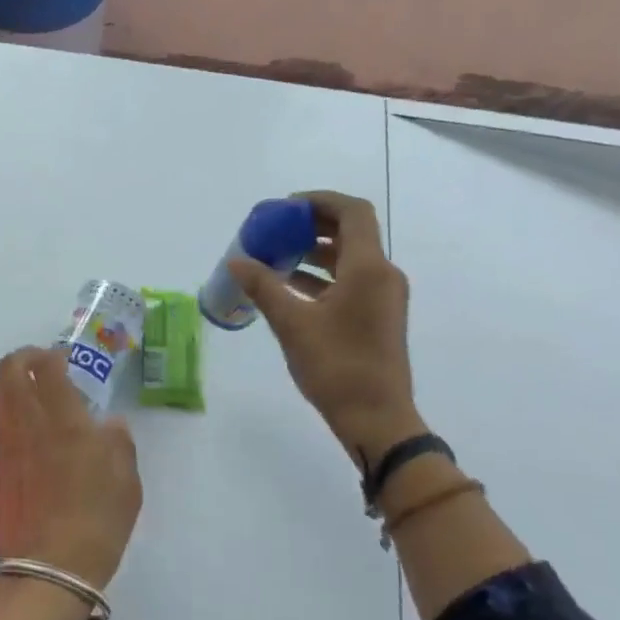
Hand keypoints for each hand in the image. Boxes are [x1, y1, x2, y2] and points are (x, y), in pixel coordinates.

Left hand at [0, 347, 141, 590]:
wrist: (49, 568)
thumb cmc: (97, 523)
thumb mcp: (127, 483)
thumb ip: (119, 444)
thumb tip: (109, 425)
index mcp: (65, 421)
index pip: (46, 367)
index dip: (52, 354)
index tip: (66, 359)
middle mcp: (29, 423)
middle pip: (7, 370)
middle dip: (22, 357)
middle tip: (43, 365)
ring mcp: (8, 444)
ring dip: (11, 384)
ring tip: (35, 396)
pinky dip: (10, 413)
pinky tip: (33, 430)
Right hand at [227, 191, 425, 466]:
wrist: (376, 417)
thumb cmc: (336, 366)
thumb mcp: (292, 324)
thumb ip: (263, 287)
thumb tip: (237, 262)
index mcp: (369, 269)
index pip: (352, 213)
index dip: (319, 201)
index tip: (284, 207)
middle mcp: (382, 275)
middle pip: (351, 232)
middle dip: (312, 226)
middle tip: (275, 229)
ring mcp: (383, 297)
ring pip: (349, 259)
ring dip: (314, 252)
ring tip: (275, 256)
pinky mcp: (377, 316)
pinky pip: (349, 282)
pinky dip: (321, 276)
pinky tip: (288, 287)